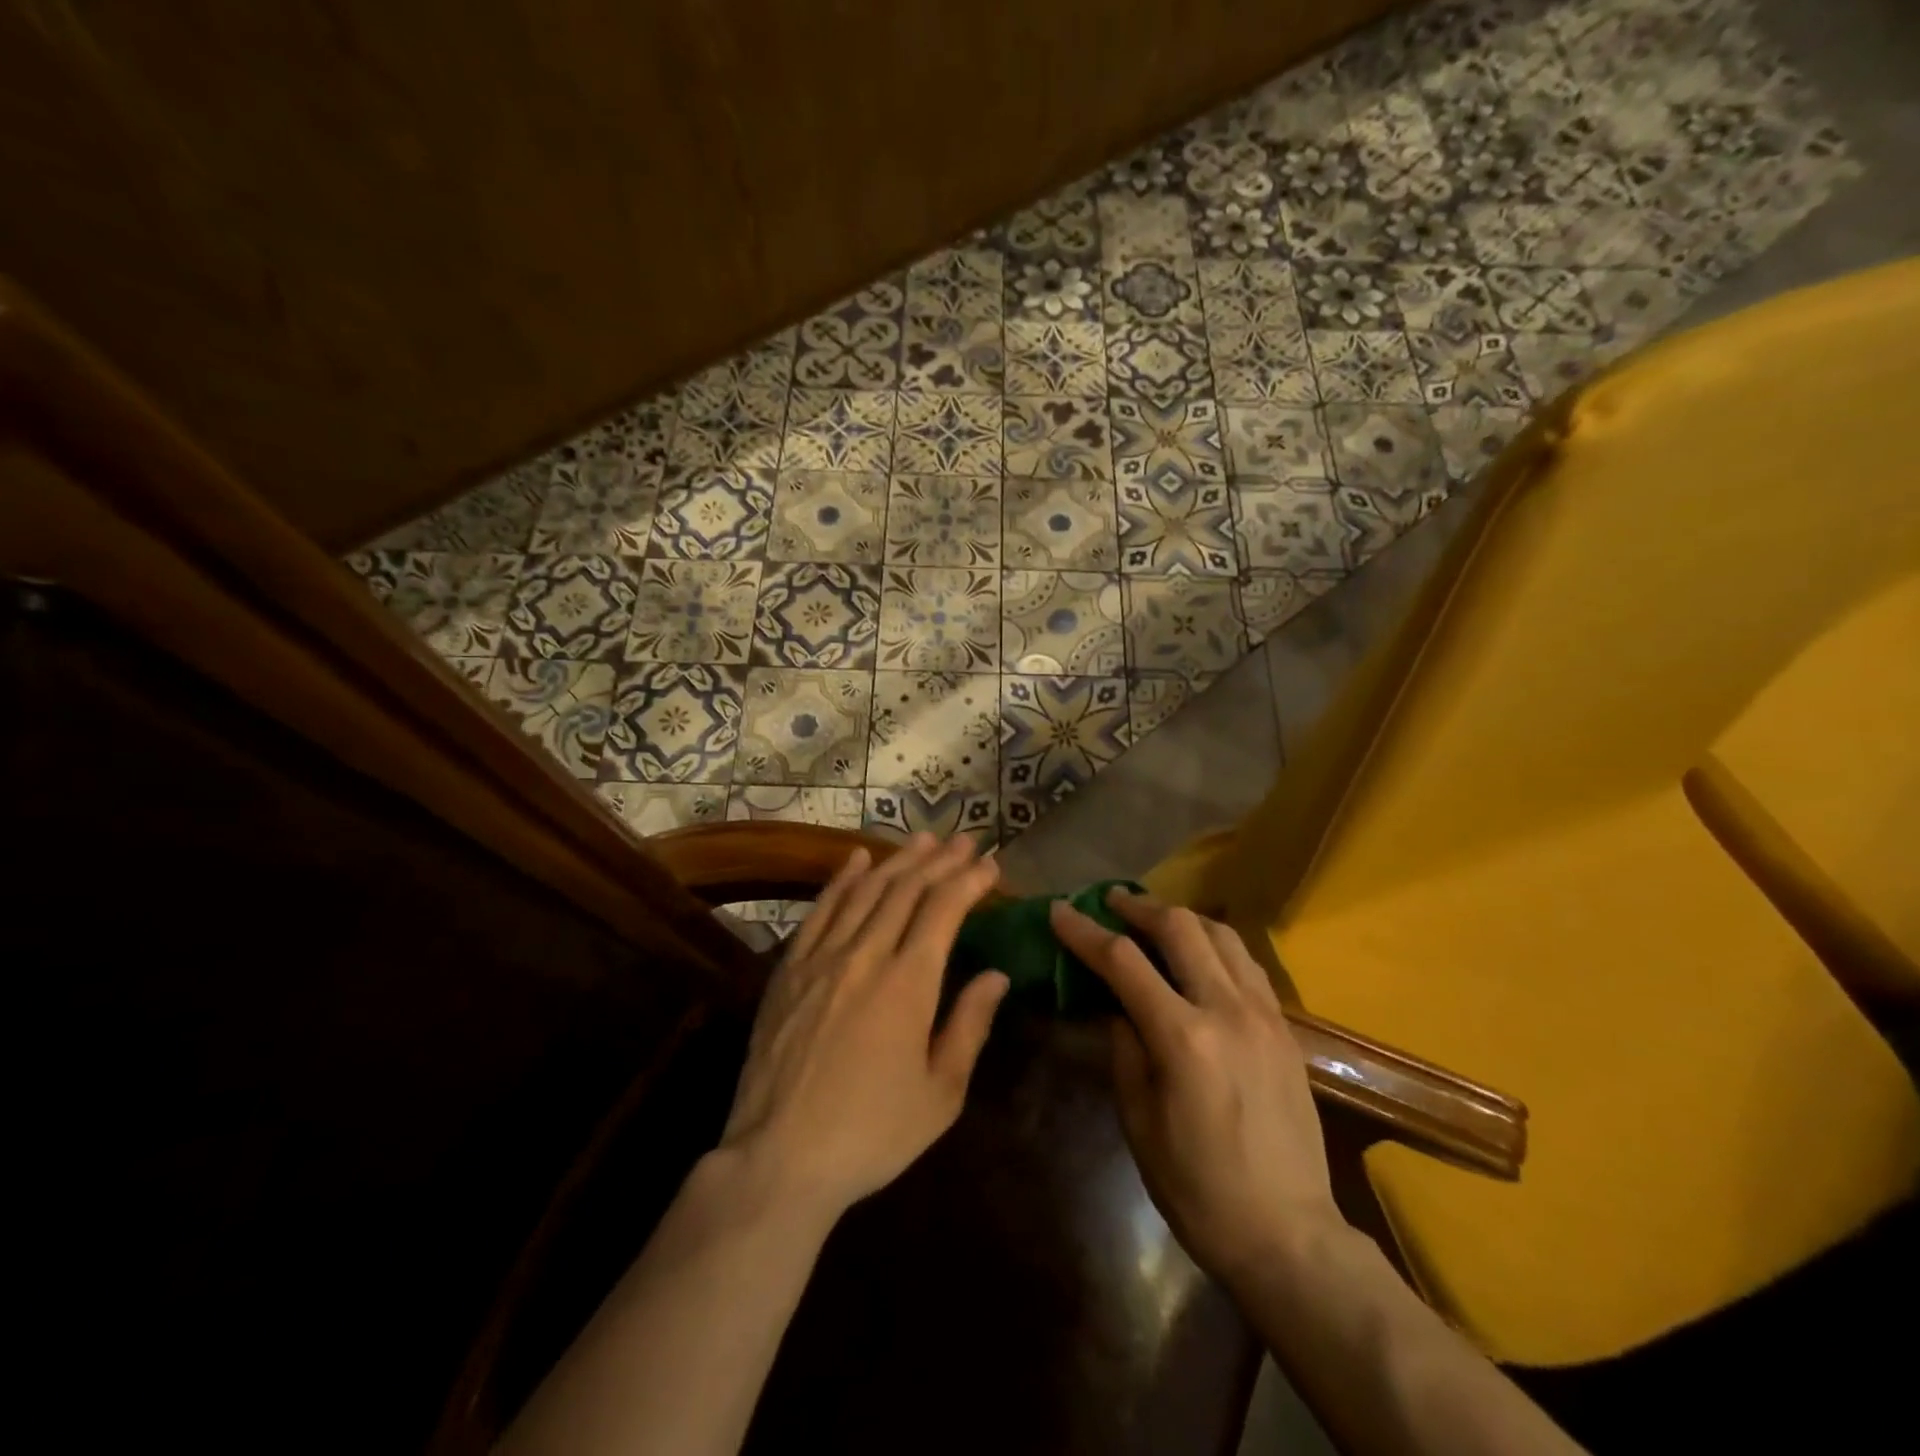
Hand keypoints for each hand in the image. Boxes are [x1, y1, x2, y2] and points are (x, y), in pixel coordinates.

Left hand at [720, 834, 1009, 1222]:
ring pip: (866, 891)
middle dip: (940, 860)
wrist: (779, 1157)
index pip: (944, 910)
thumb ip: (969, 1025)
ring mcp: (822, 957)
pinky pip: (820, 910)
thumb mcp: (940, 1094)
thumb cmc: (871, 1133)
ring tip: (923, 839)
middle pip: (907, 889)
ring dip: (898, 860)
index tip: (990, 865)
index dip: (970, 880)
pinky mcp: (789, 968)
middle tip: (964, 839)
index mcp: (908, 984)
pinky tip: (857, 860)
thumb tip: (996, 975)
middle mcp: (866, 955)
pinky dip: (842, 879)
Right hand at [1050, 889, 1339, 1283]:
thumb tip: (1117, 1007)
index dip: (1085, 932)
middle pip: (1179, 927)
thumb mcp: (1139, 1122)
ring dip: (1181, 917)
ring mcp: (1264, 1015)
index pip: (1123, 962)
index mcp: (1182, 1038)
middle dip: (1138, 907)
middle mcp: (1227, 1010)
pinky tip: (1199, 953)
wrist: (1288, 1235)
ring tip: (1153, 919)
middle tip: (1109, 902)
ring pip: (1221, 934)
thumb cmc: (1198, 1188)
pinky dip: (1215, 943)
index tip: (1059, 911)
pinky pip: (1247, 963)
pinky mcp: (1285, 1028)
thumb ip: (1124, 1050)